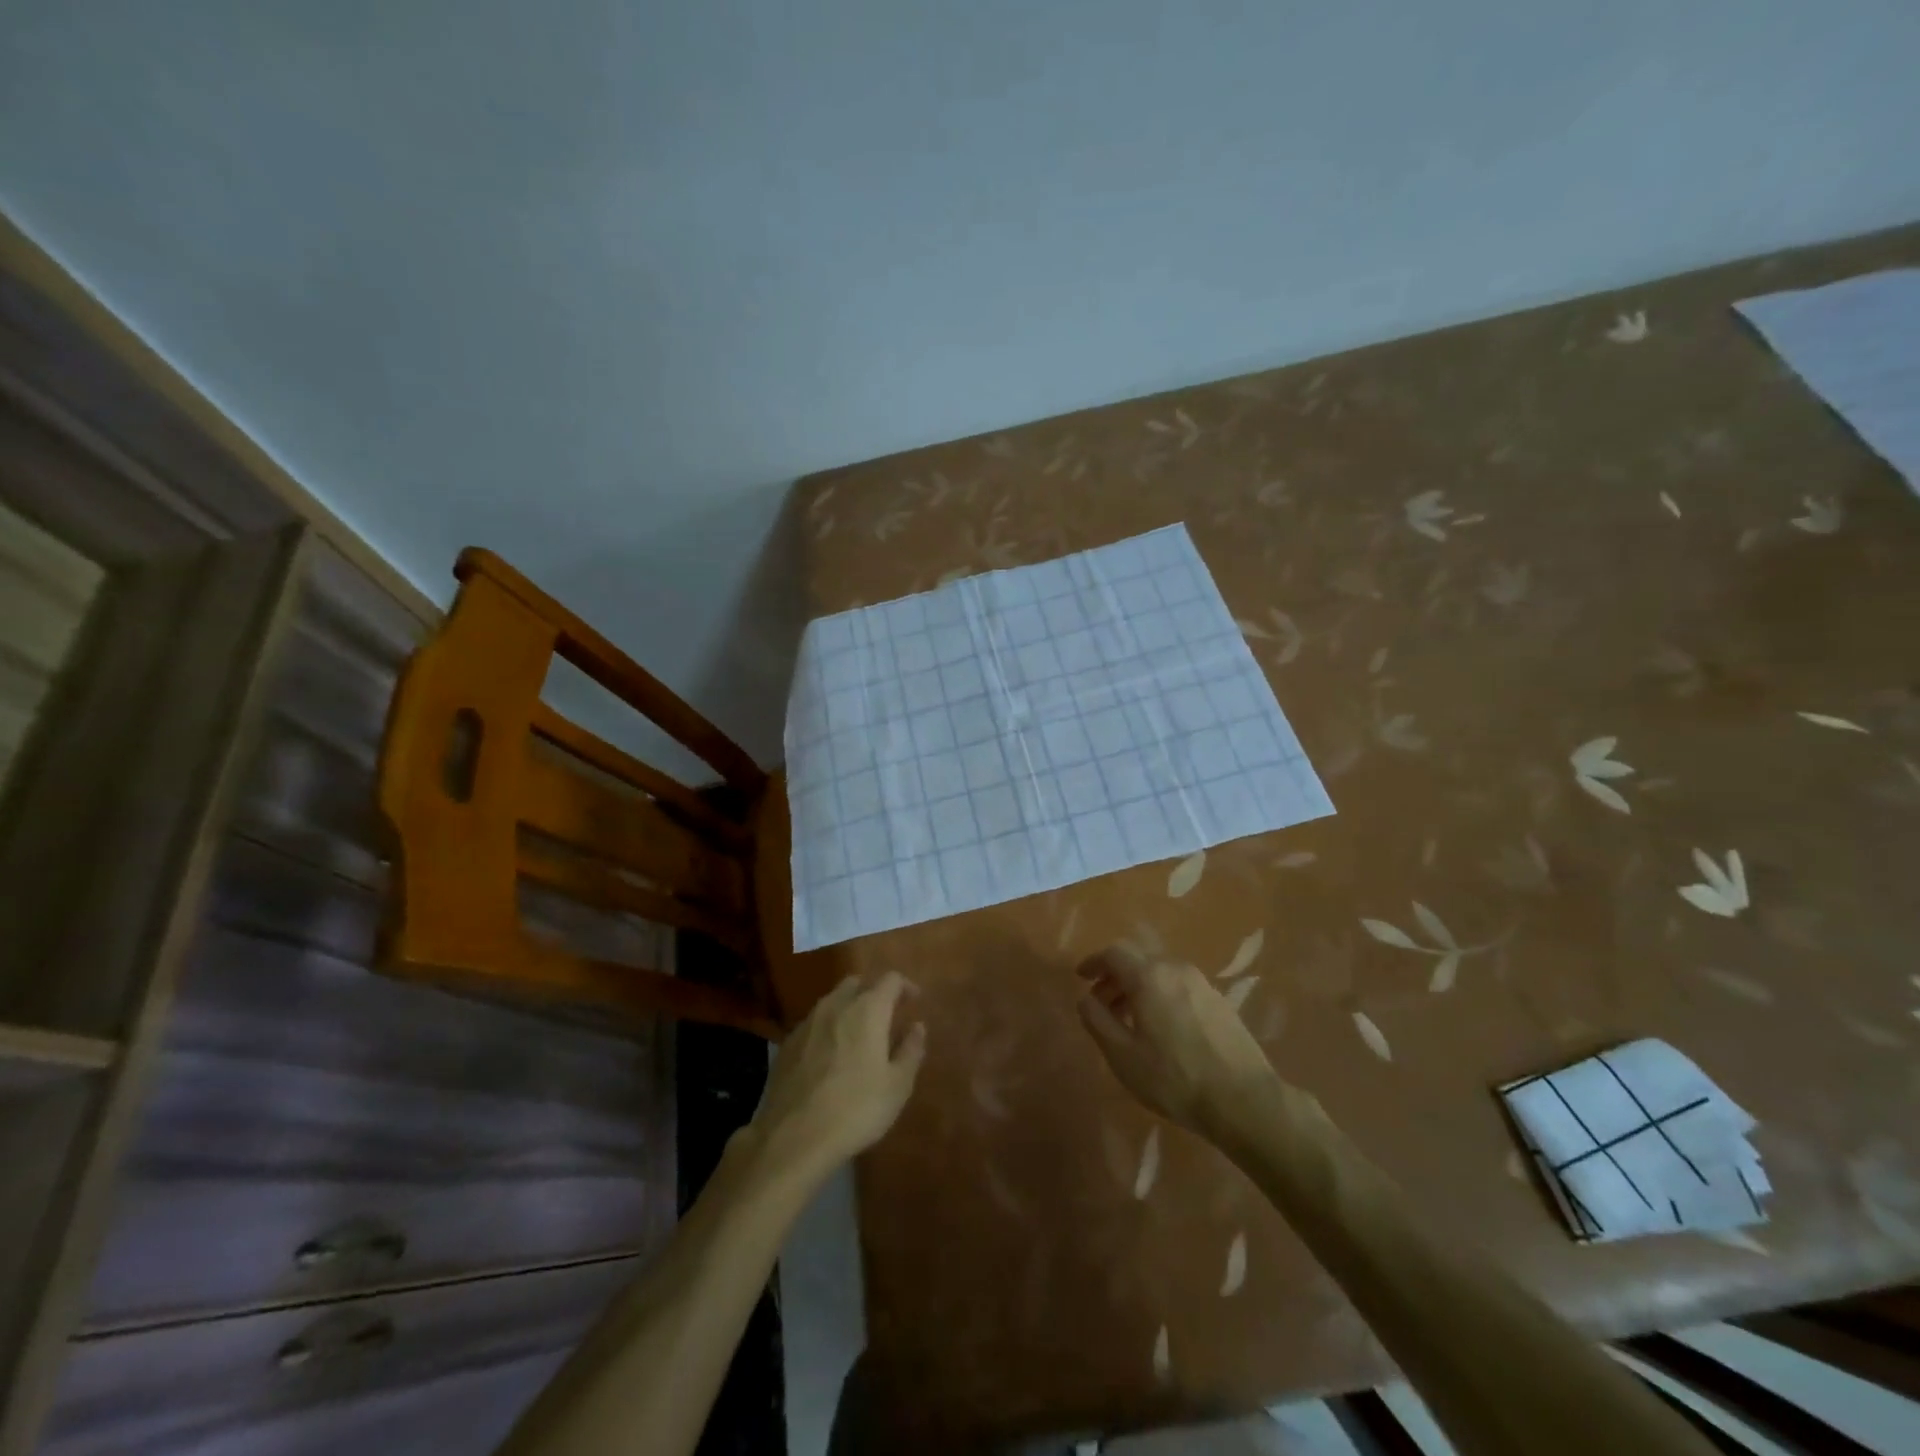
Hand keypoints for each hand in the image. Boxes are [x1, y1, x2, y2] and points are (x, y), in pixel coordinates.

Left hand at [748, 972, 926, 1179]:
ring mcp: (808, 1022)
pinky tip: (830, 1054)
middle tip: (886, 1016)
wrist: (793, 1138)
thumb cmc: (855, 1109)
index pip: (891, 980)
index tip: (914, 1001)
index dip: (906, 986)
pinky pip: (814, 1022)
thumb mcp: (897, 1086)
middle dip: (874, 992)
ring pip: (833, 1000)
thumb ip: (911, 1050)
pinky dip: (828, 1028)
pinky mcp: (788, 1043)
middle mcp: (836, 1005)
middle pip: (858, 983)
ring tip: (858, 1035)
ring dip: (849, 1008)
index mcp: (867, 1010)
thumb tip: (917, 1026)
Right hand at [1076, 946, 1275, 1135]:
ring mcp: (1201, 982)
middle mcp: (1175, 968)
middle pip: (1137, 959)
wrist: (1244, 1100)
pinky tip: (1161, 1027)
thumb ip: (1097, 1020)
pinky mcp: (1219, 1000)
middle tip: (1102, 1003)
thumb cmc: (1174, 1078)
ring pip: (1160, 972)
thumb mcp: (1123, 1056)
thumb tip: (1085, 998)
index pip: (1113, 953)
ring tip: (1129, 1019)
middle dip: (1114, 976)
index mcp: (1148, 976)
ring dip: (1138, 986)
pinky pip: (1179, 985)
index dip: (1093, 963)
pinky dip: (1160, 994)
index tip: (1081, 978)